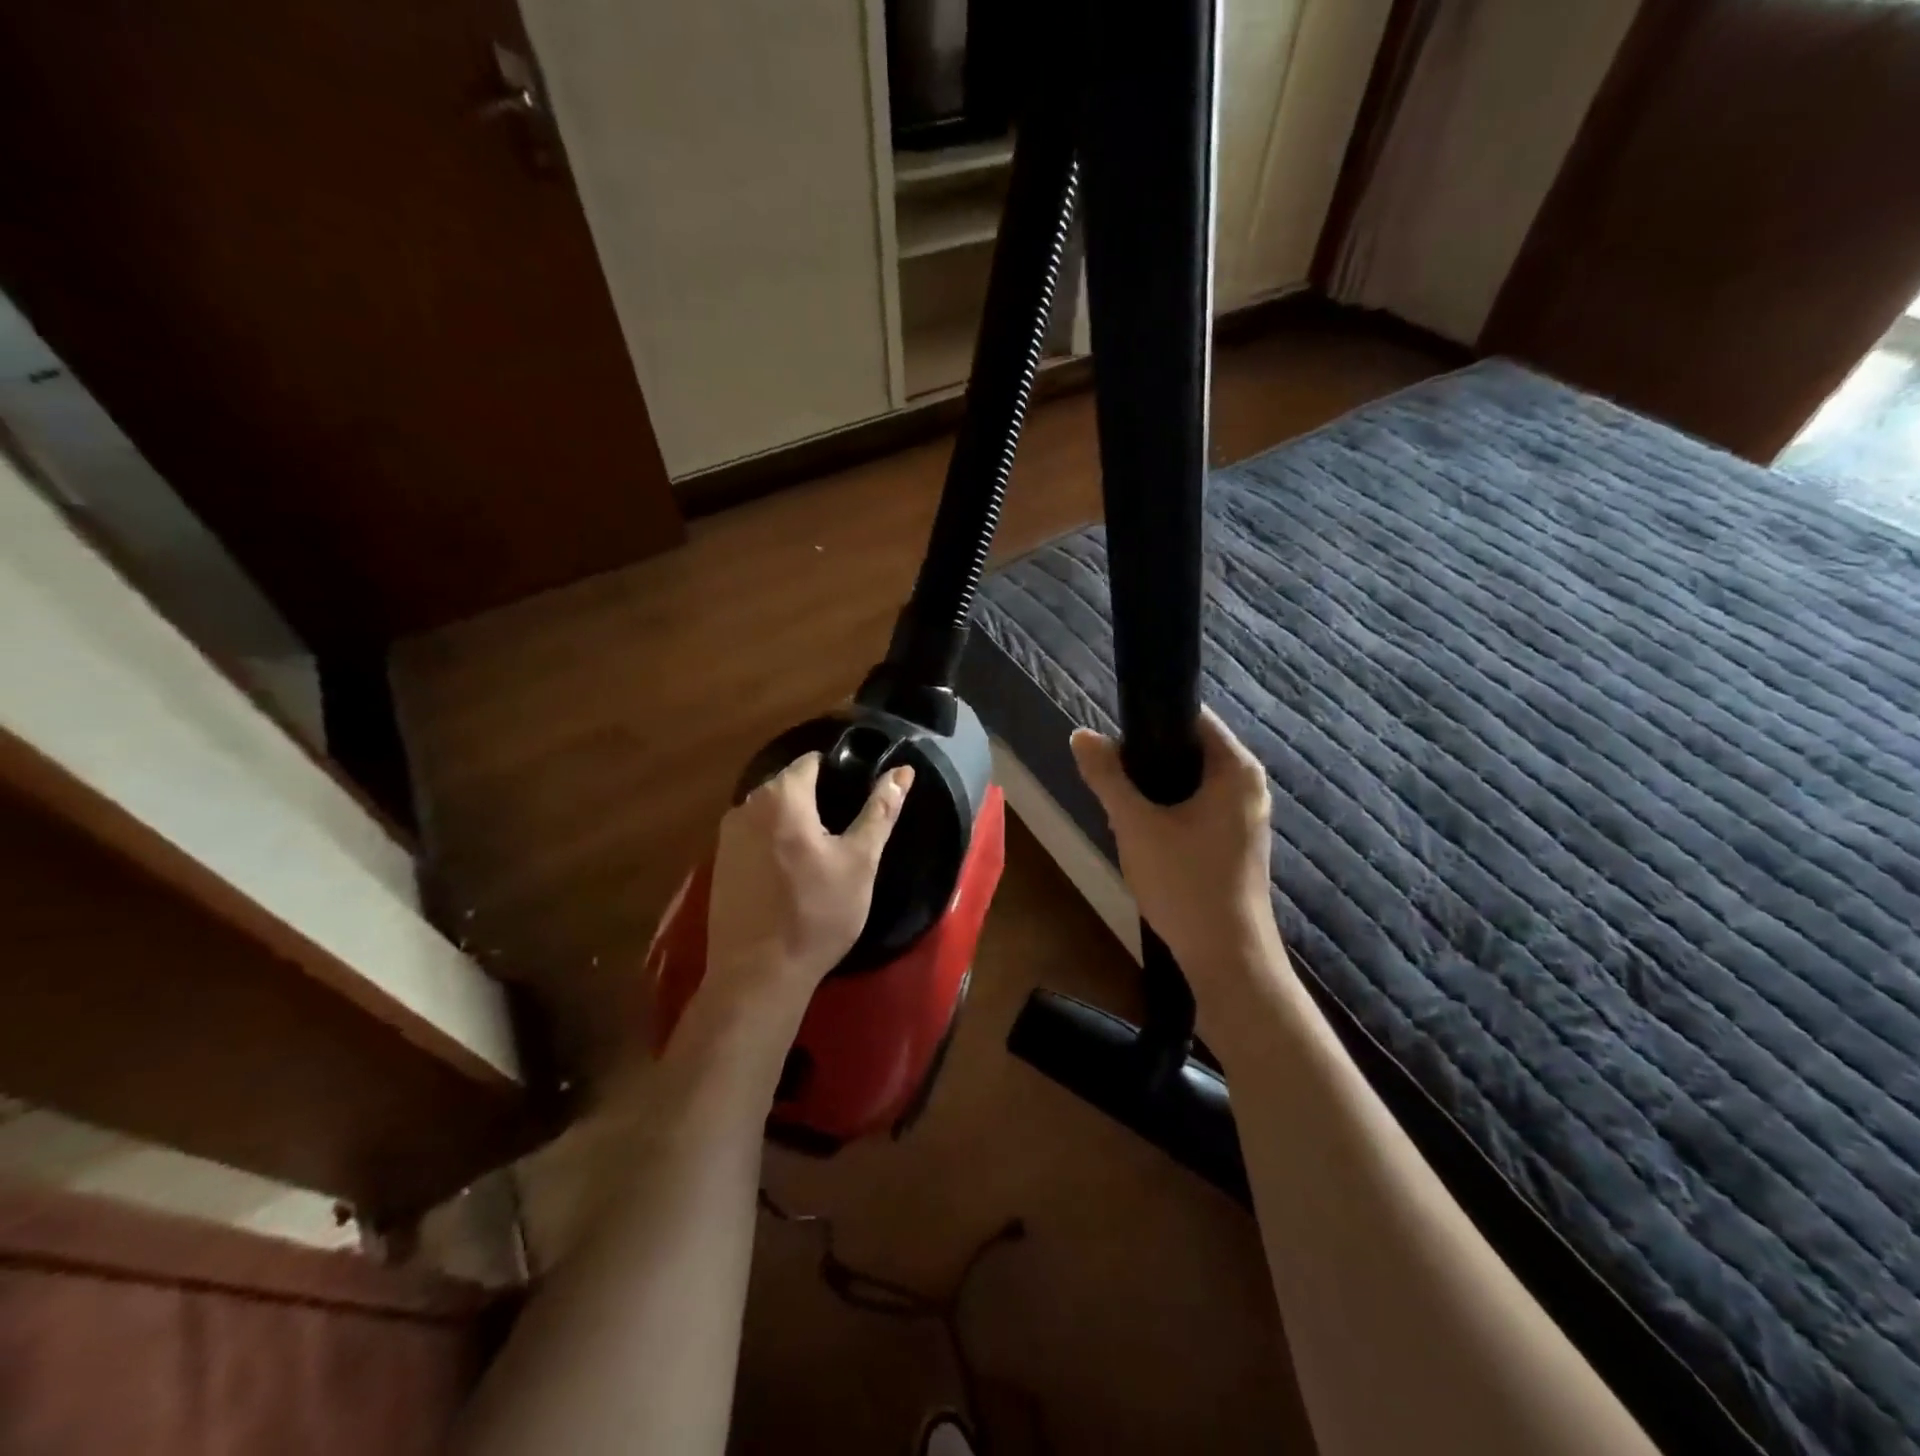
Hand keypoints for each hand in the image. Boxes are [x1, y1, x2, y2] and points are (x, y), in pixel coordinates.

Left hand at [703, 753, 914, 1014]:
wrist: (758, 975)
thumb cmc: (817, 913)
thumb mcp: (860, 861)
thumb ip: (880, 811)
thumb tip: (902, 771)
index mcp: (781, 796)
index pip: (812, 762)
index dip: (840, 773)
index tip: (859, 797)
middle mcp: (746, 806)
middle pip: (789, 786)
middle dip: (818, 799)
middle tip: (846, 832)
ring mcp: (727, 836)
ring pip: (771, 813)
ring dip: (795, 823)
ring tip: (823, 854)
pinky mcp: (720, 864)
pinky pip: (755, 837)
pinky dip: (775, 844)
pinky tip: (793, 875)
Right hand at [1071, 706, 1283, 1004]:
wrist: (1227, 958)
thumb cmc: (1185, 883)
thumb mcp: (1135, 825)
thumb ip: (1107, 776)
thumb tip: (1081, 734)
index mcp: (1236, 768)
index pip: (1192, 718)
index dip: (1149, 722)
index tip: (1113, 741)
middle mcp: (1248, 786)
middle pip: (1189, 751)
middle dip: (1146, 764)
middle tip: (1112, 784)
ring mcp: (1246, 817)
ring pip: (1190, 785)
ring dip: (1154, 793)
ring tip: (1122, 812)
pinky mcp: (1237, 844)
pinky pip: (1198, 811)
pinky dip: (1170, 815)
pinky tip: (1145, 838)